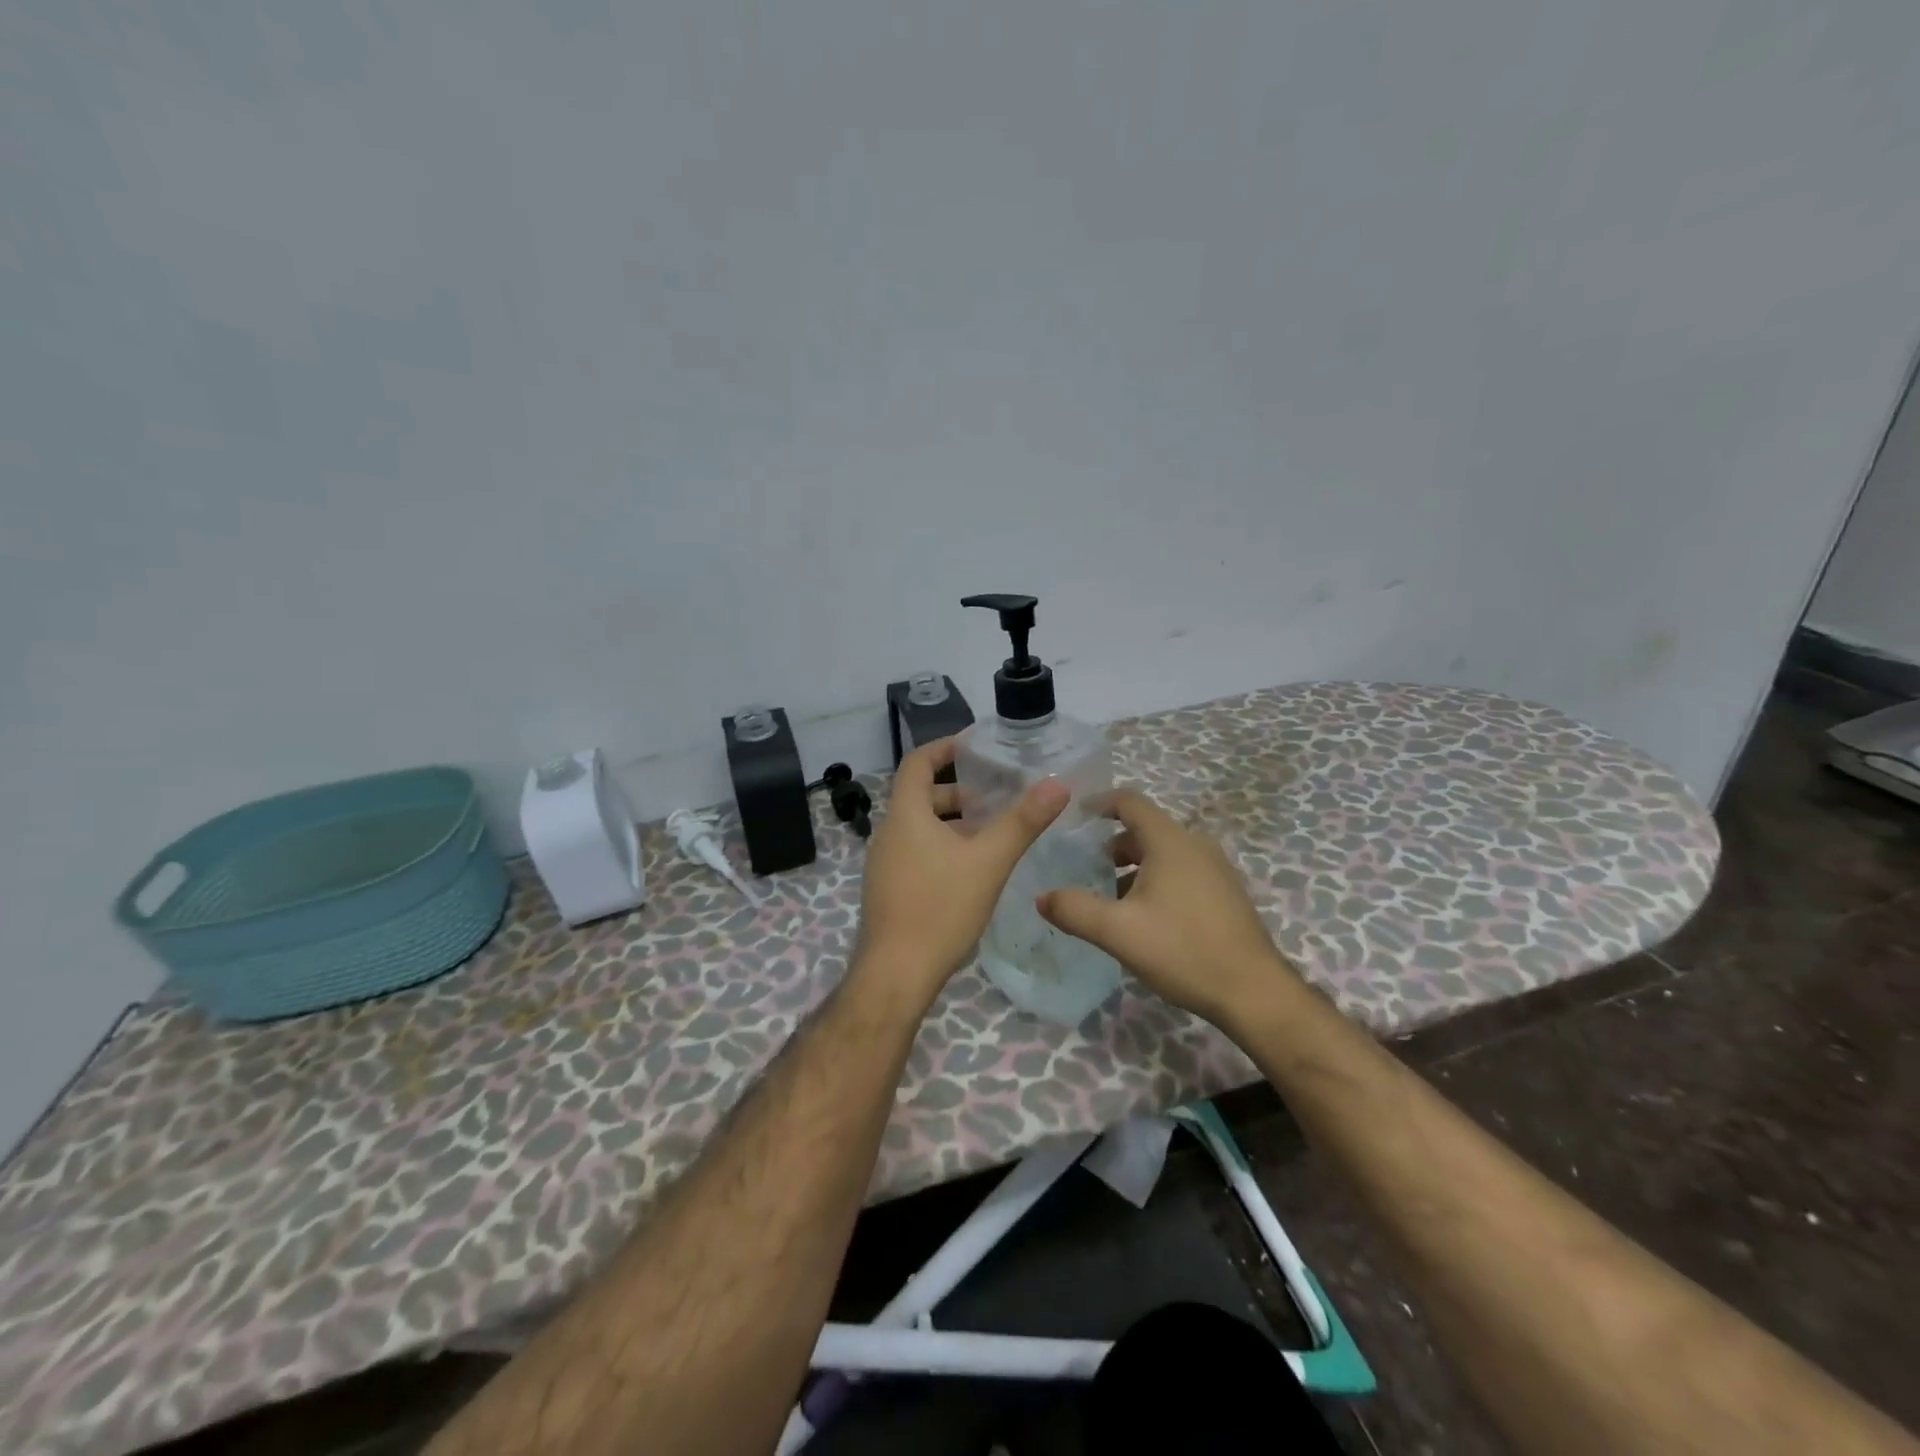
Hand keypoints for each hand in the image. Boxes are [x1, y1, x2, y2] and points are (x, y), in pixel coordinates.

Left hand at [855, 737, 1068, 1005]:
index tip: (974, 745)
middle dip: (957, 793)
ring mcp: (883, 864)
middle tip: (996, 798)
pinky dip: (941, 847)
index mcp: (905, 816)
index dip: (944, 748)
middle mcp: (888, 833)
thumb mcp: (988, 862)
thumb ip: (1022, 822)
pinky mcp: (888, 889)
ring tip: (991, 834)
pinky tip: (970, 871)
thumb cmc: (940, 909)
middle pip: (920, 797)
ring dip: (952, 823)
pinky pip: (915, 852)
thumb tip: (1056, 785)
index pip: (918, 763)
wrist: (896, 975)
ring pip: (919, 828)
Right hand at [1036, 789, 1299, 1024]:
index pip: (1129, 801)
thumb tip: (1042, 897)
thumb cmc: (1183, 951)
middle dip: (1110, 845)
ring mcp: (1215, 868)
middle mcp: (1195, 845)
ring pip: (1163, 853)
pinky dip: (1155, 880)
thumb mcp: (1118, 932)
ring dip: (1132, 867)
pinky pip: (1181, 872)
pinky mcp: (1224, 893)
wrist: (1254, 992)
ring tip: (1109, 899)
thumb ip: (1074, 910)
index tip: (1072, 818)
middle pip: (1144, 829)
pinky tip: (1144, 919)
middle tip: (1083, 869)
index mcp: (1170, 841)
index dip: (1098, 803)